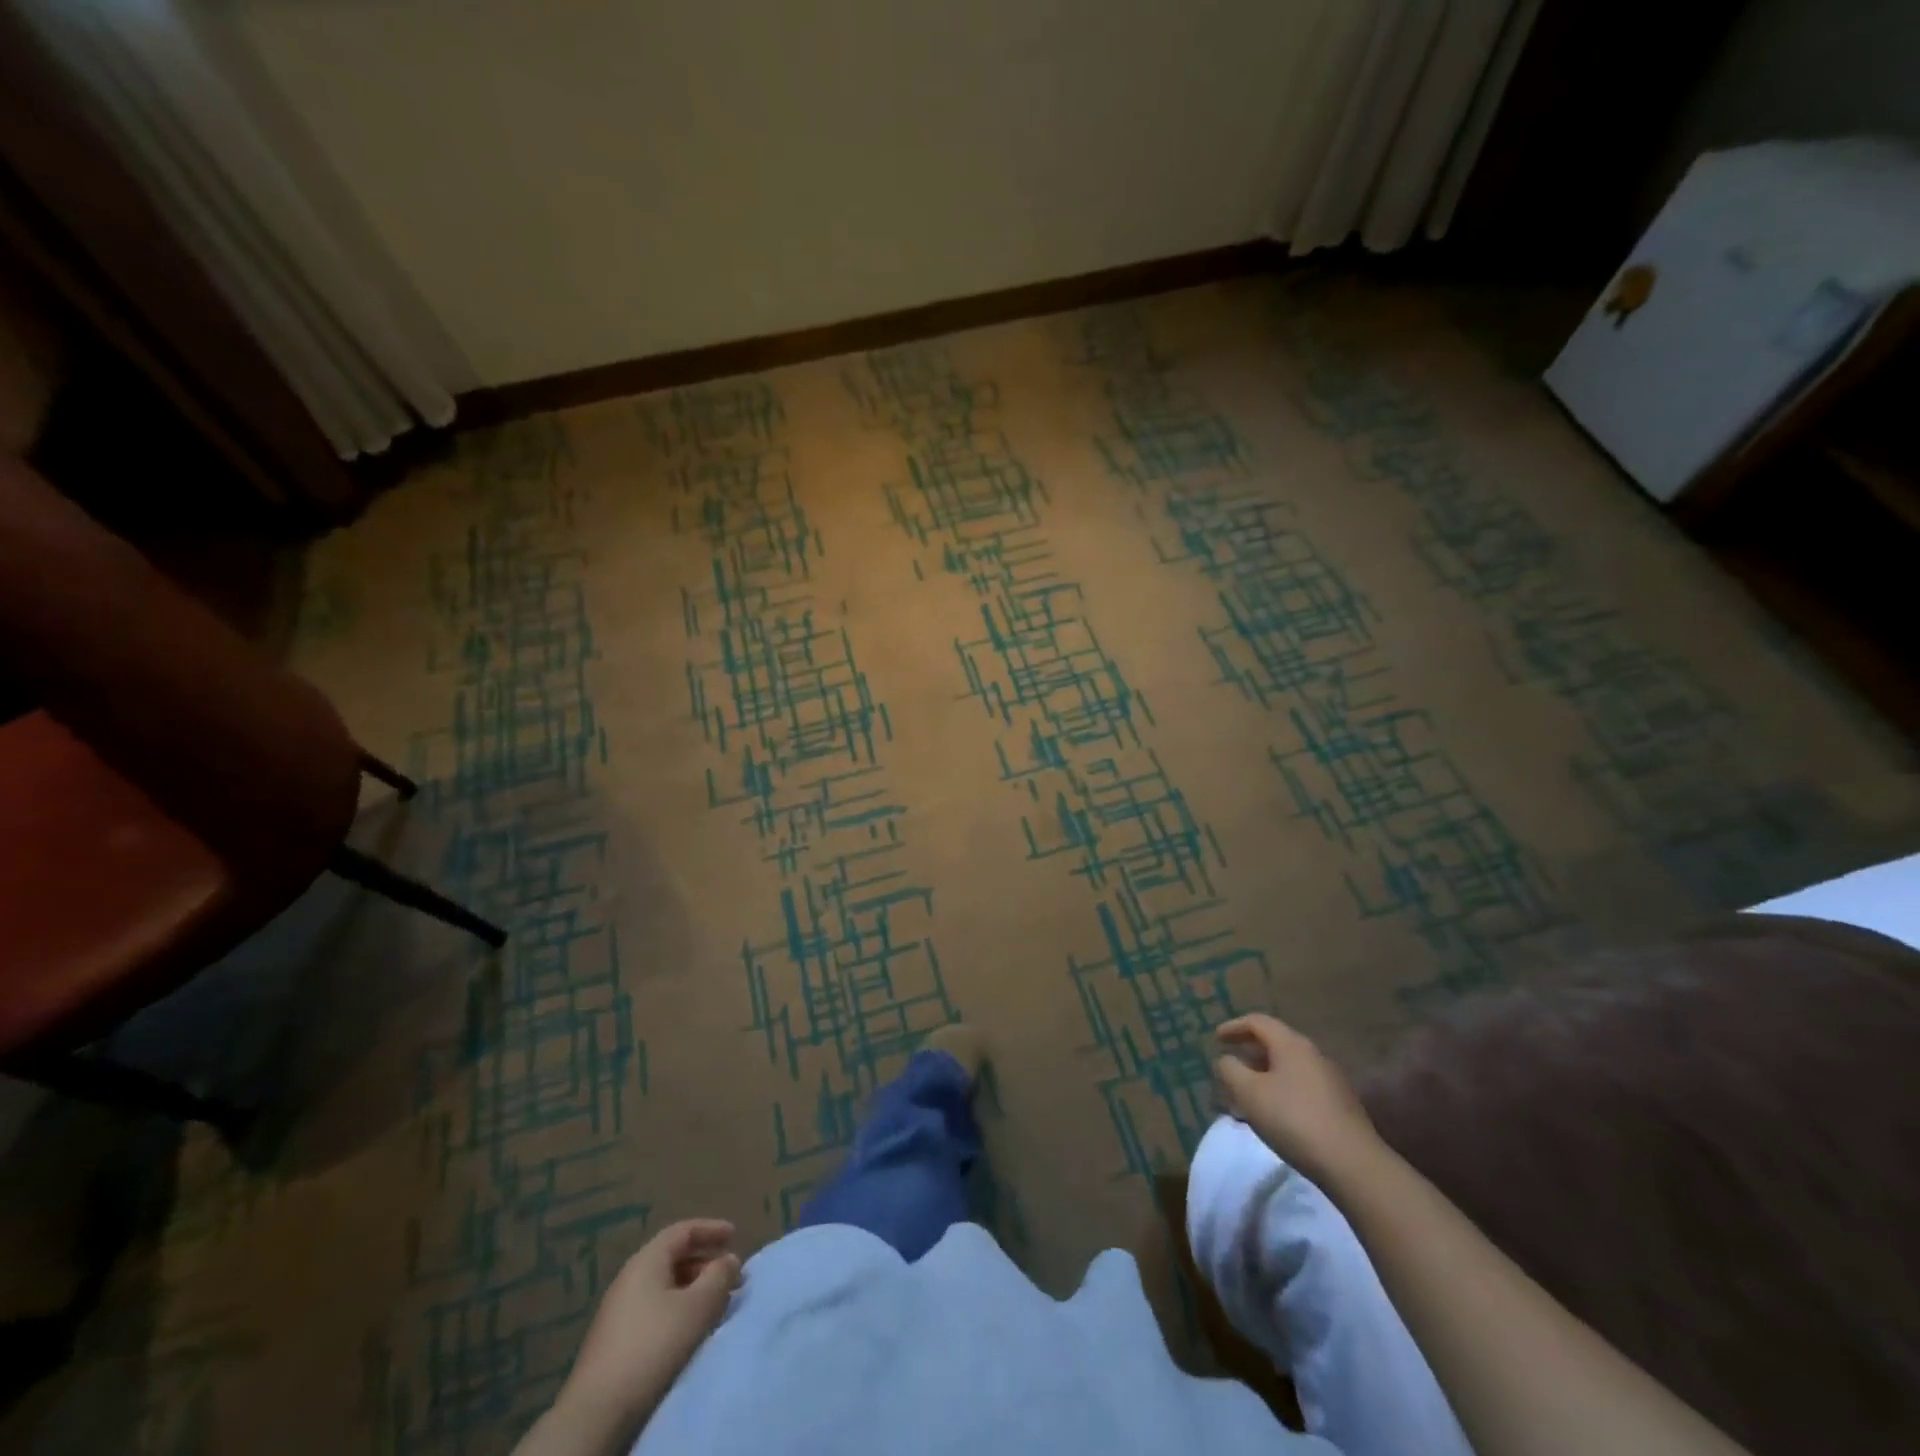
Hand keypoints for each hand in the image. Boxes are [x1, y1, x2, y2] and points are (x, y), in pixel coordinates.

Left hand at [556, 1219, 741, 1435]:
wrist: (597, 1411)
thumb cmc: (654, 1345)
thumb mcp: (697, 1307)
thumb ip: (719, 1277)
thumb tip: (729, 1260)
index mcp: (647, 1260)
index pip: (683, 1231)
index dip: (711, 1229)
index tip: (735, 1236)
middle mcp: (629, 1278)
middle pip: (673, 1257)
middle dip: (705, 1263)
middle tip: (730, 1276)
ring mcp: (618, 1310)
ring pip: (664, 1286)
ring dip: (693, 1289)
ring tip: (714, 1305)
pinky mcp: (614, 1340)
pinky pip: (654, 1309)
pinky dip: (677, 1309)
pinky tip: (688, 1330)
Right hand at [1214, 1014, 1381, 1186]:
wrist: (1353, 1164)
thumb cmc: (1293, 1119)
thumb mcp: (1249, 1093)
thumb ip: (1230, 1070)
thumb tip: (1226, 1060)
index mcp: (1291, 1044)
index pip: (1258, 1022)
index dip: (1234, 1027)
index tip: (1216, 1038)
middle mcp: (1313, 1055)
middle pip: (1274, 1045)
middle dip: (1248, 1056)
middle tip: (1229, 1071)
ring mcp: (1330, 1081)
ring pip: (1287, 1070)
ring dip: (1263, 1079)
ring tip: (1245, 1101)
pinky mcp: (1339, 1106)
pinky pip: (1300, 1089)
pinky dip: (1280, 1094)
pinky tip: (1272, 1119)